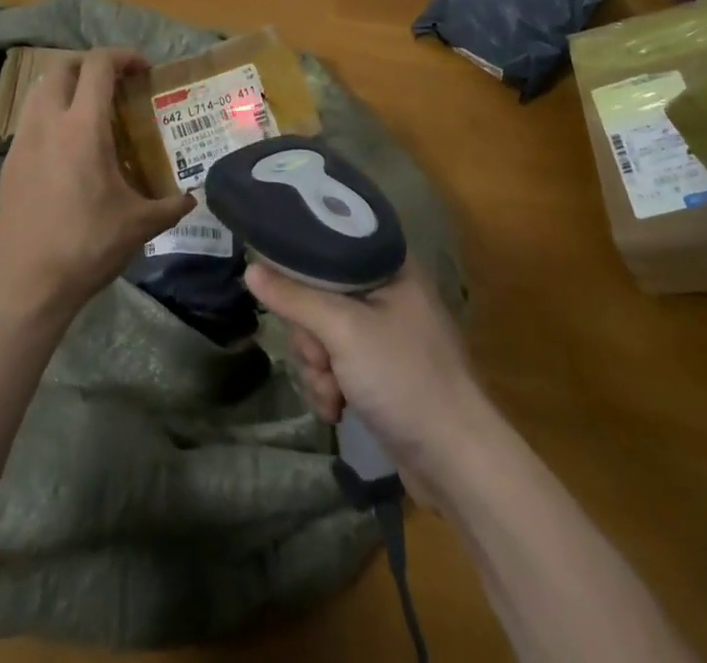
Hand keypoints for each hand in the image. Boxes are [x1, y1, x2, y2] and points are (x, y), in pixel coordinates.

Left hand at [0, 48, 195, 322]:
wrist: (26, 284)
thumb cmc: (87, 246)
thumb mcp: (139, 225)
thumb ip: (170, 205)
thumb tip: (192, 198)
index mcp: (83, 127)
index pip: (98, 66)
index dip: (122, 57)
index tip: (142, 69)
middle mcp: (48, 123)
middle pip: (62, 67)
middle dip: (90, 64)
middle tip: (115, 83)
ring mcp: (23, 141)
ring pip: (39, 90)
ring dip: (66, 86)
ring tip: (90, 108)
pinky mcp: (10, 162)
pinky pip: (30, 119)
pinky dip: (50, 113)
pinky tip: (68, 146)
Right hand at [246, 259, 485, 500]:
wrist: (457, 462)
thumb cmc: (405, 378)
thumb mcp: (344, 330)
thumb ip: (295, 298)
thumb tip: (250, 269)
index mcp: (388, 265)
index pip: (329, 244)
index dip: (301, 268)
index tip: (286, 293)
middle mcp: (385, 291)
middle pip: (317, 294)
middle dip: (310, 336)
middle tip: (322, 358)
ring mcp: (382, 333)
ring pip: (321, 333)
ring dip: (317, 368)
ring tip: (333, 393)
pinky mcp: (378, 370)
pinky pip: (334, 363)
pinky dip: (330, 386)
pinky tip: (337, 409)